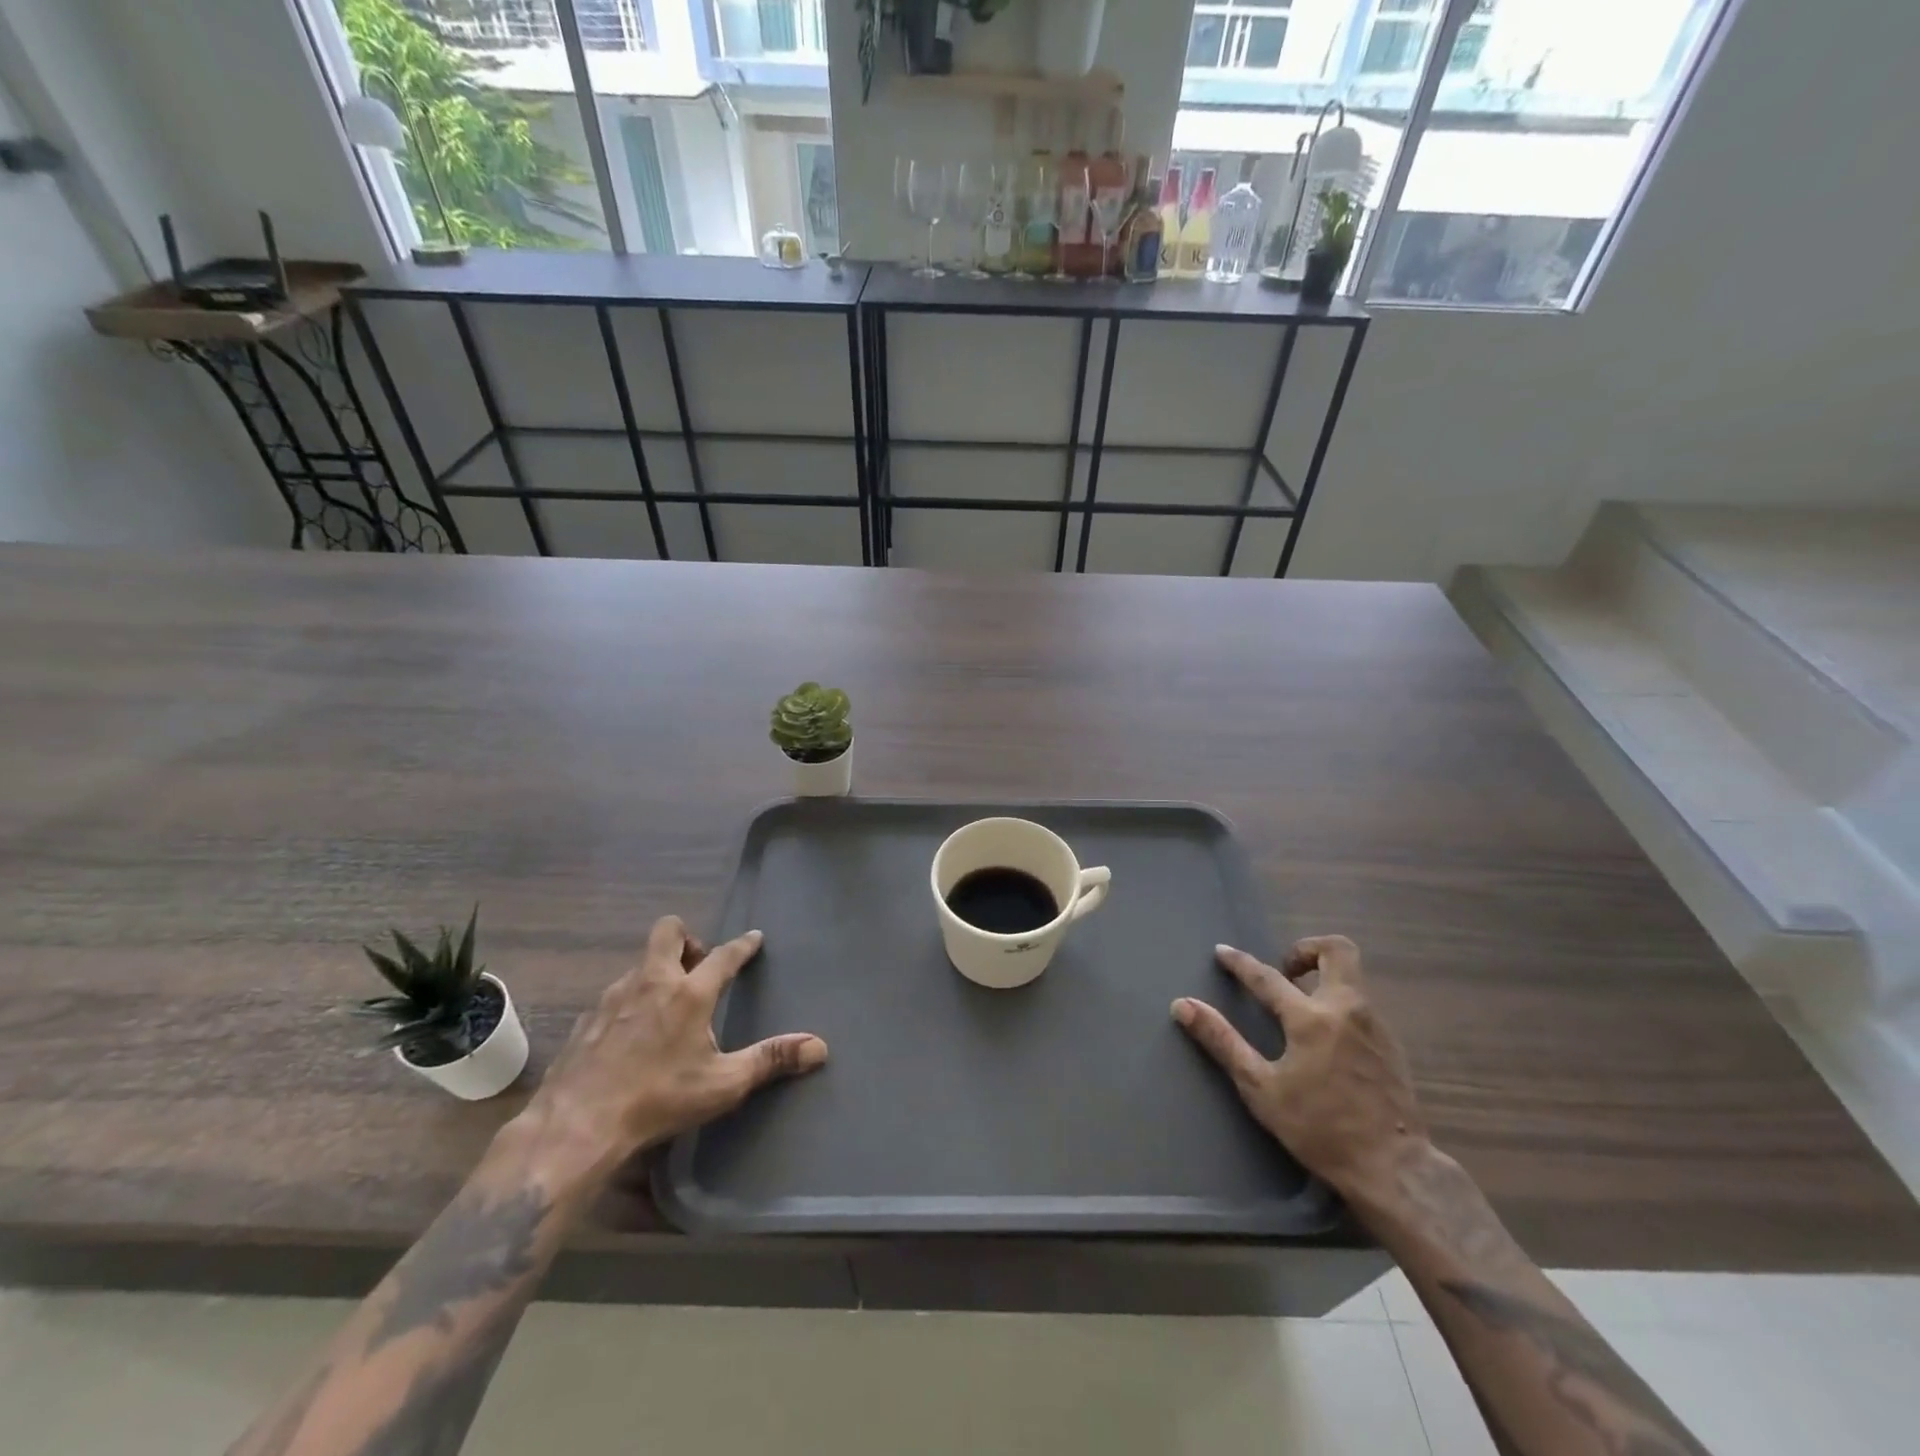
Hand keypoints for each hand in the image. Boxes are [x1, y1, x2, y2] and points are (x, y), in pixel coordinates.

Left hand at [523, 916, 827, 1180]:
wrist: (575, 1126)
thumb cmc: (658, 1100)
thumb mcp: (723, 1084)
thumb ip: (771, 1059)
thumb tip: (819, 1047)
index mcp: (689, 993)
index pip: (724, 955)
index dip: (742, 945)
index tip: (754, 937)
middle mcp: (651, 982)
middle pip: (668, 931)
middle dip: (687, 939)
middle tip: (697, 967)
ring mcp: (613, 997)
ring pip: (640, 963)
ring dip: (657, 971)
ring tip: (667, 1004)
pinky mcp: (586, 1019)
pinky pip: (615, 994)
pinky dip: (630, 1002)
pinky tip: (631, 1034)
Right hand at [1173, 935, 1425, 1199]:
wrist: (1395, 1169)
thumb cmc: (1320, 1129)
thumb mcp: (1261, 1088)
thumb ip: (1222, 1042)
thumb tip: (1183, 1005)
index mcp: (1311, 1019)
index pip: (1267, 977)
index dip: (1240, 962)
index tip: (1222, 952)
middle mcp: (1347, 1009)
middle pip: (1338, 950)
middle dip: (1306, 949)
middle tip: (1284, 971)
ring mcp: (1375, 1025)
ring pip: (1352, 977)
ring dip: (1323, 977)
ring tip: (1299, 1005)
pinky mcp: (1392, 1045)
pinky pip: (1362, 1005)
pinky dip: (1339, 1004)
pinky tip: (1326, 1038)